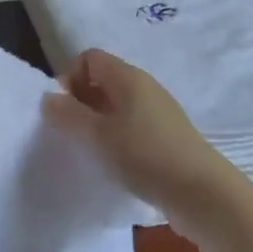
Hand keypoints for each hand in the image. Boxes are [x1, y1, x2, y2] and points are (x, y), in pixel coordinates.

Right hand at [43, 48, 238, 223]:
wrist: (203, 194)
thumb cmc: (145, 156)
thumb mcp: (98, 136)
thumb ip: (68, 115)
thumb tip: (49, 98)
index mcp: (128, 78)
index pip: (90, 58)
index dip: (70, 77)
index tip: (65, 110)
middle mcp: (145, 87)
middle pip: (103, 80)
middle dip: (82, 102)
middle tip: (73, 133)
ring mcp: (159, 112)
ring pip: (117, 105)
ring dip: (99, 123)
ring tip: (92, 151)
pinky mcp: (167, 136)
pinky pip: (132, 125)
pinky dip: (117, 137)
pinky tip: (116, 163)